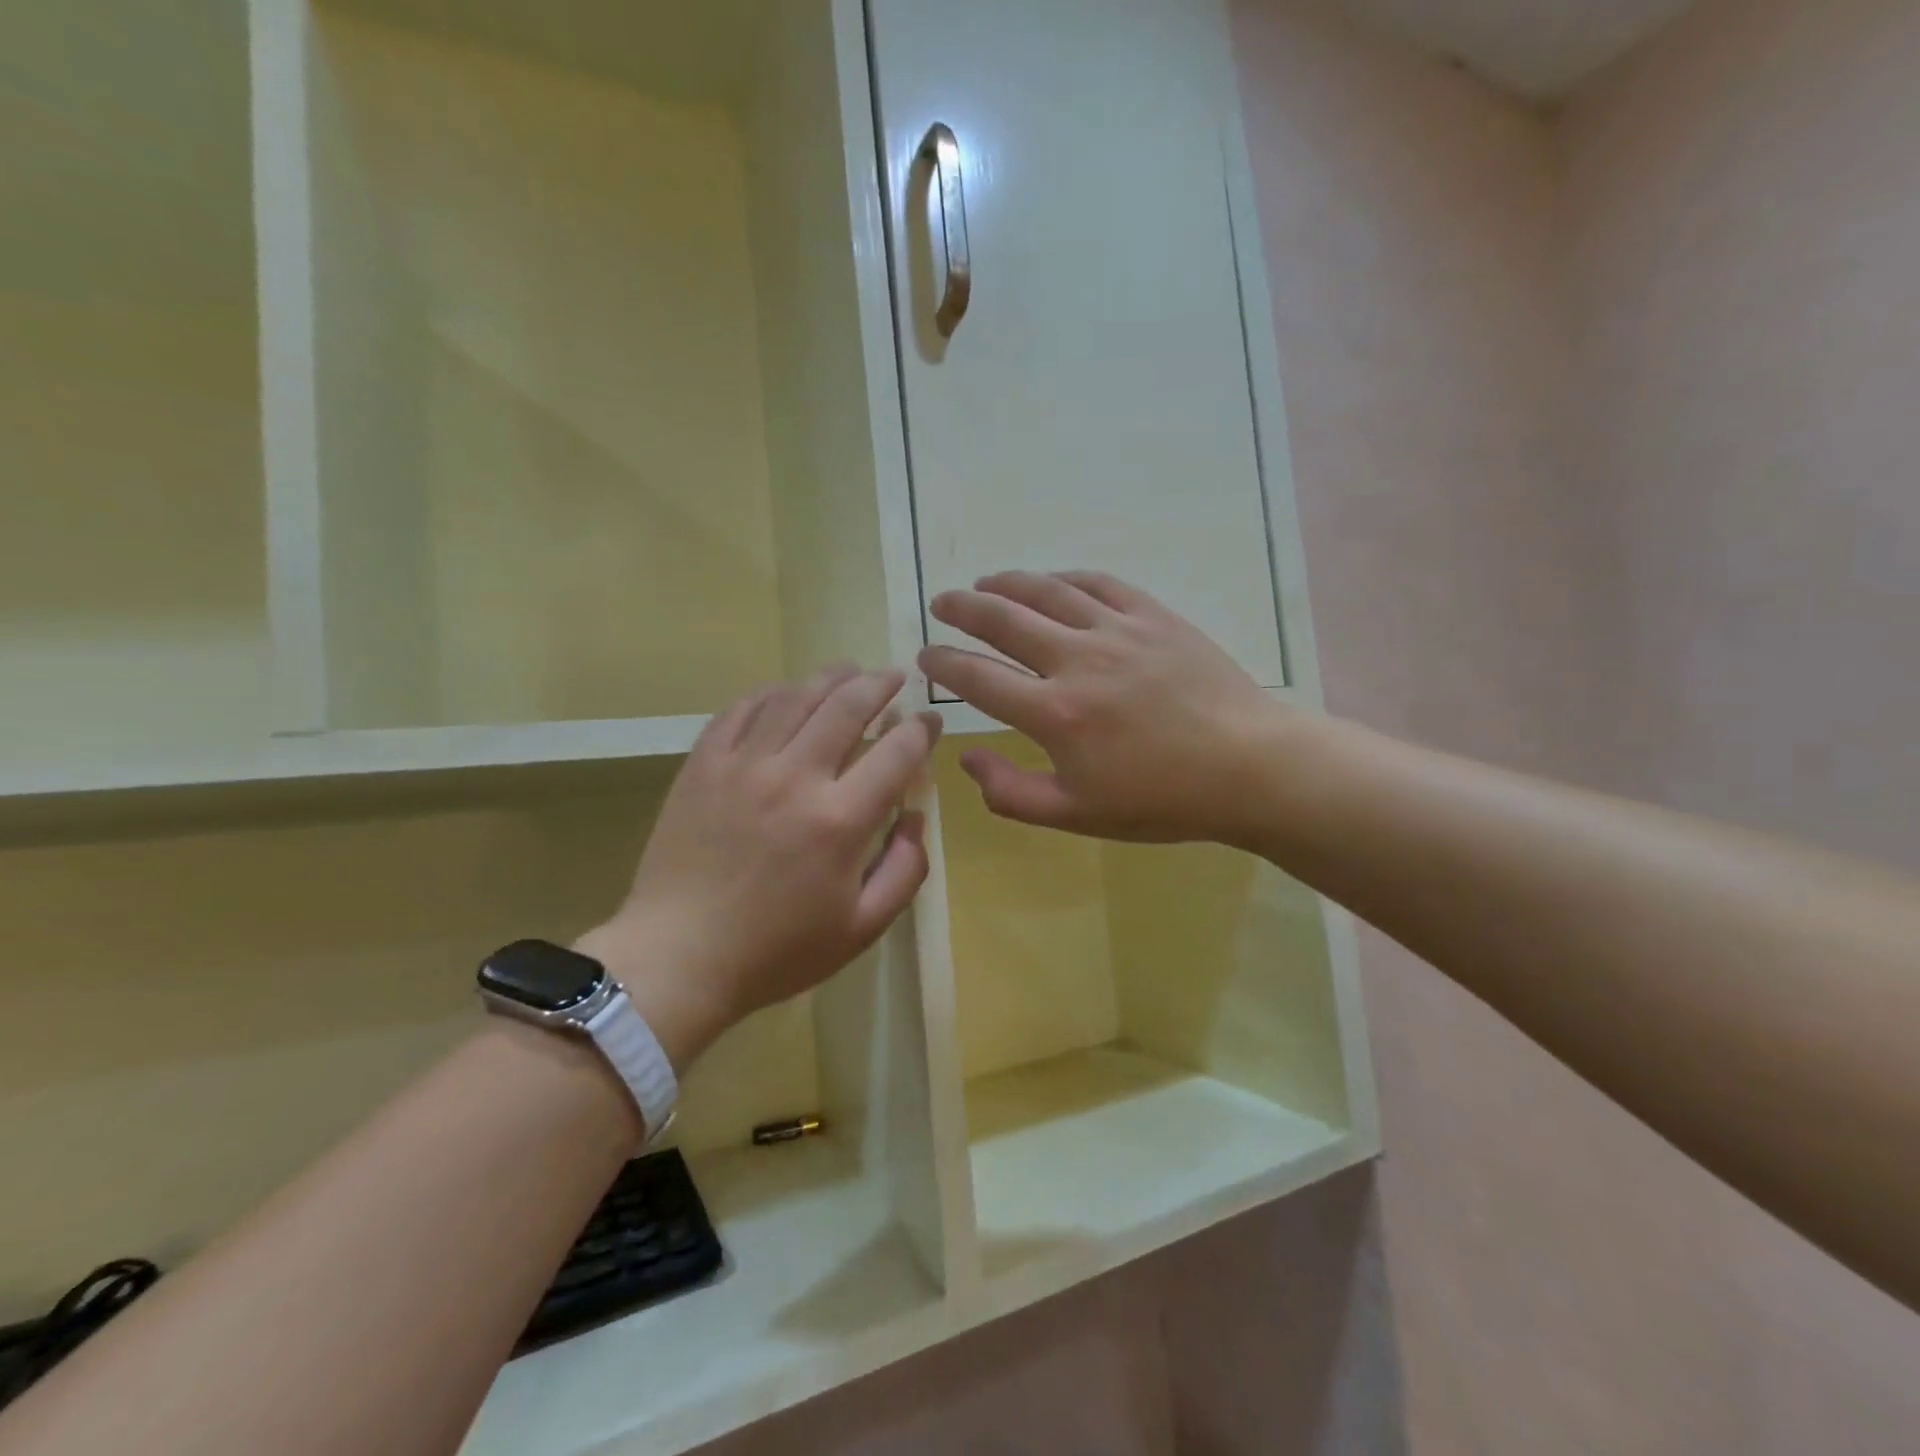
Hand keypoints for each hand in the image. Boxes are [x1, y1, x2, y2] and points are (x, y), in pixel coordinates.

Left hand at [577, 668, 939, 1069]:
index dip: (922, 729)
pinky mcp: (703, 765)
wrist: (678, 958)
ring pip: (795, 696)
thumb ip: (905, 870)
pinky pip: (740, 710)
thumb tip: (916, 816)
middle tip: (895, 676)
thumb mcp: (862, 928)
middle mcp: (795, 777)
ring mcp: (743, 765)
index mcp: (840, 819)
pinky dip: (771, 693)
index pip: (897, 751)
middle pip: (848, 706)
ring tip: (849, 670)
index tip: (930, 720)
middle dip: (880, 684)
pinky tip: (785, 693)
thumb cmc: (777, 951)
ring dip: (829, 676)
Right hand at [918, 571, 1288, 843]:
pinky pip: (1098, 583)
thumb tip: (966, 759)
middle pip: (1003, 621)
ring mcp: (1117, 630)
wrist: (1248, 767)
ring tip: (983, 582)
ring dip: (1006, 583)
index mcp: (1054, 714)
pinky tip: (1052, 582)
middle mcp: (1077, 660)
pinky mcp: (1153, 616)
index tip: (925, 656)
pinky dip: (1065, 578)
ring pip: (1047, 592)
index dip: (943, 663)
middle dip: (962, 609)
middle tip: (941, 603)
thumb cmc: (1161, 799)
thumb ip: (1011, 793)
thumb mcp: (1077, 816)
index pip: (977, 679)